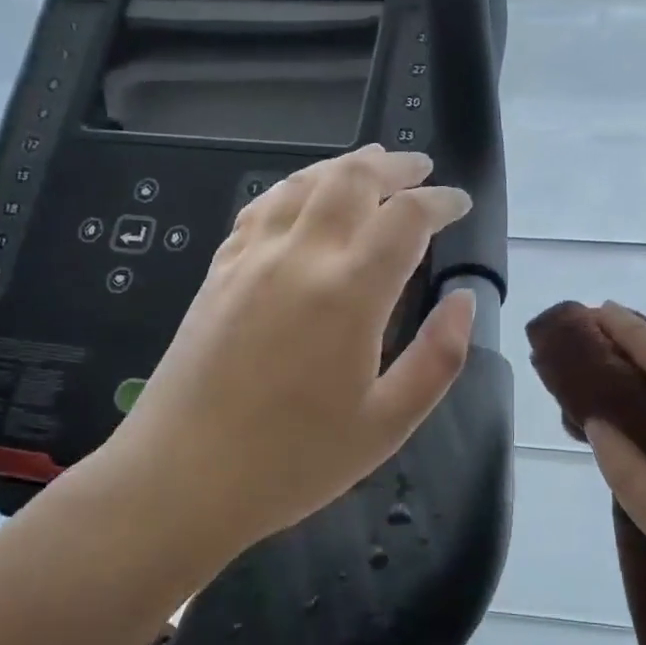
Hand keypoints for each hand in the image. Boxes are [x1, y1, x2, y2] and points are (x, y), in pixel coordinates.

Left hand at [93, 145, 476, 562]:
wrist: (181, 479)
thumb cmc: (294, 461)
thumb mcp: (387, 424)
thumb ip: (438, 357)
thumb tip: (464, 300)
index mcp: (350, 292)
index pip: (406, 217)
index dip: (440, 201)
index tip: (459, 203)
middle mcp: (300, 256)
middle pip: (351, 180)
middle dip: (392, 166)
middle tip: (419, 168)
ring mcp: (251, 258)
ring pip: (302, 182)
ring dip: (343, 167)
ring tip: (370, 165)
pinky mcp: (219, 271)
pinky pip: (261, 206)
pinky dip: (294, 187)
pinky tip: (302, 196)